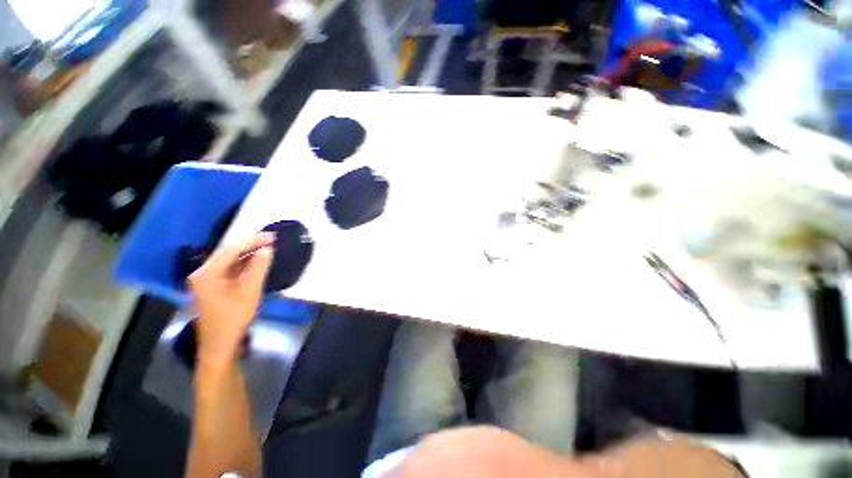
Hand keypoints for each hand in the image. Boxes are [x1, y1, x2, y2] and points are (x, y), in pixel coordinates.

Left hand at [189, 233, 274, 365]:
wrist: (220, 343)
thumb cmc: (234, 317)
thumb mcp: (250, 291)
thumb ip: (258, 267)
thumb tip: (267, 249)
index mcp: (207, 272)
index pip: (231, 249)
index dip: (252, 240)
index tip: (272, 236)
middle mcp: (203, 273)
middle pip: (228, 253)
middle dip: (250, 245)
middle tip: (271, 240)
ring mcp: (206, 280)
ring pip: (229, 261)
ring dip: (248, 254)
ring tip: (267, 248)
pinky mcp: (212, 287)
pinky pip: (229, 269)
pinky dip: (243, 264)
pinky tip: (256, 262)